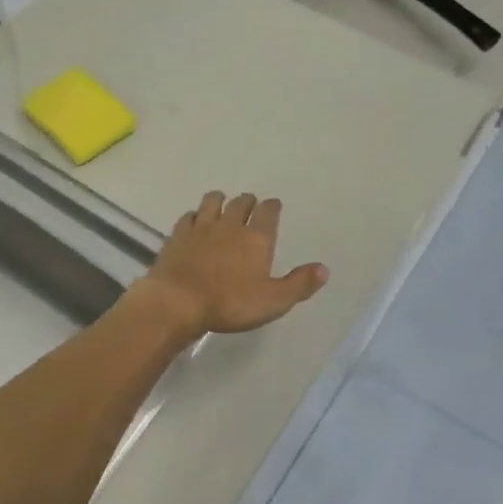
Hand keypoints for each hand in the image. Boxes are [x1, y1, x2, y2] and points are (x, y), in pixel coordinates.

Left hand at [134, 192, 328, 337]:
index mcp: (256, 238)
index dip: (272, 207)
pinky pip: (188, 216)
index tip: (273, 205)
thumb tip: (324, 268)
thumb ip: (299, 284)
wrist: (178, 301)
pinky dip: (194, 216)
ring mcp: (201, 227)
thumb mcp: (273, 301)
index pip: (268, 212)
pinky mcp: (177, 235)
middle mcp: (230, 225)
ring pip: (212, 201)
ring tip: (222, 204)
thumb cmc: (230, 303)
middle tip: (250, 204)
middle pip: (241, 203)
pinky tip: (194, 221)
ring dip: (220, 200)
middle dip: (248, 201)